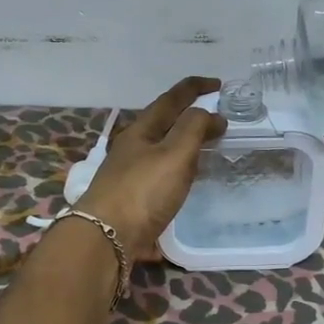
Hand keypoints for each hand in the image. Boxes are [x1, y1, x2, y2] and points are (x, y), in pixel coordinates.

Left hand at [74, 76, 228, 258]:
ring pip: (162, 150)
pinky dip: (180, 170)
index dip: (195, 88)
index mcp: (141, 130)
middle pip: (164, 123)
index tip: (218, 84)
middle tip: (217, 119)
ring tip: (207, 148)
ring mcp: (130, 174)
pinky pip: (162, 175)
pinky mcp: (133, 199)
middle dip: (190, 116)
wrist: (105, 238)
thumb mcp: (174, 154)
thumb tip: (210, 113)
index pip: (171, 99)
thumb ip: (193, 129)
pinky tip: (187, 182)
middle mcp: (133, 148)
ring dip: (185, 144)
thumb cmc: (142, 191)